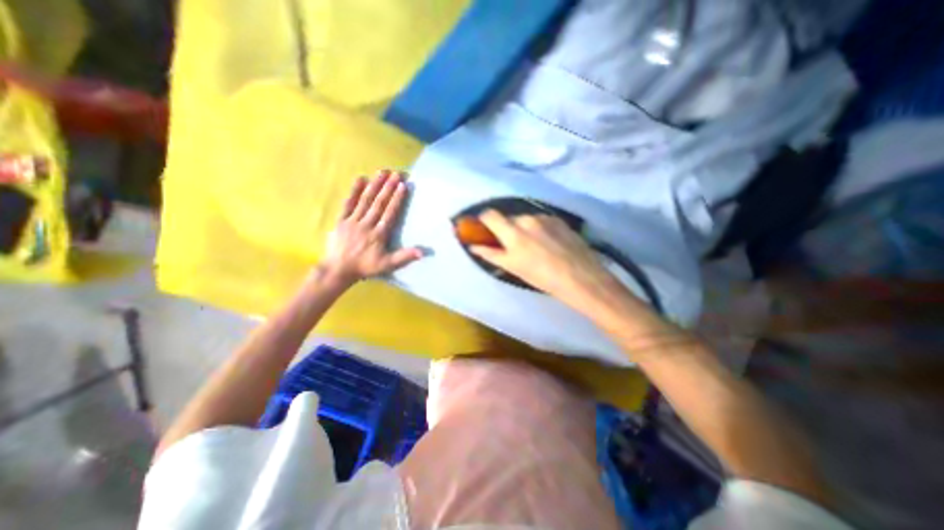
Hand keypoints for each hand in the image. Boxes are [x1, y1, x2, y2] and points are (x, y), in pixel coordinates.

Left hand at [319, 169, 421, 286]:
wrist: (338, 270)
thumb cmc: (365, 267)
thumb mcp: (387, 265)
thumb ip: (404, 257)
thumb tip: (423, 252)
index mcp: (379, 234)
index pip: (390, 213)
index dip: (397, 199)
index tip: (403, 185)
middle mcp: (367, 224)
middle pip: (379, 203)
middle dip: (388, 187)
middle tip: (396, 173)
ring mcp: (353, 221)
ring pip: (365, 200)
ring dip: (375, 185)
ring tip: (382, 172)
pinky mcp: (341, 220)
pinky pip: (348, 203)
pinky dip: (354, 191)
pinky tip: (360, 179)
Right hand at [467, 209, 625, 303]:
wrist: (581, 277)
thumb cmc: (542, 277)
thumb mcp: (513, 268)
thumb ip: (491, 254)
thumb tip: (474, 246)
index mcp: (513, 232)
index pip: (490, 215)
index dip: (484, 220)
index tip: (485, 229)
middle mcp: (527, 218)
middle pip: (509, 218)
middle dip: (507, 228)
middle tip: (513, 245)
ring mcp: (544, 217)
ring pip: (526, 219)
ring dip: (524, 228)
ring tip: (535, 246)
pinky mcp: (558, 219)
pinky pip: (541, 220)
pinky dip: (539, 228)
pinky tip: (548, 243)